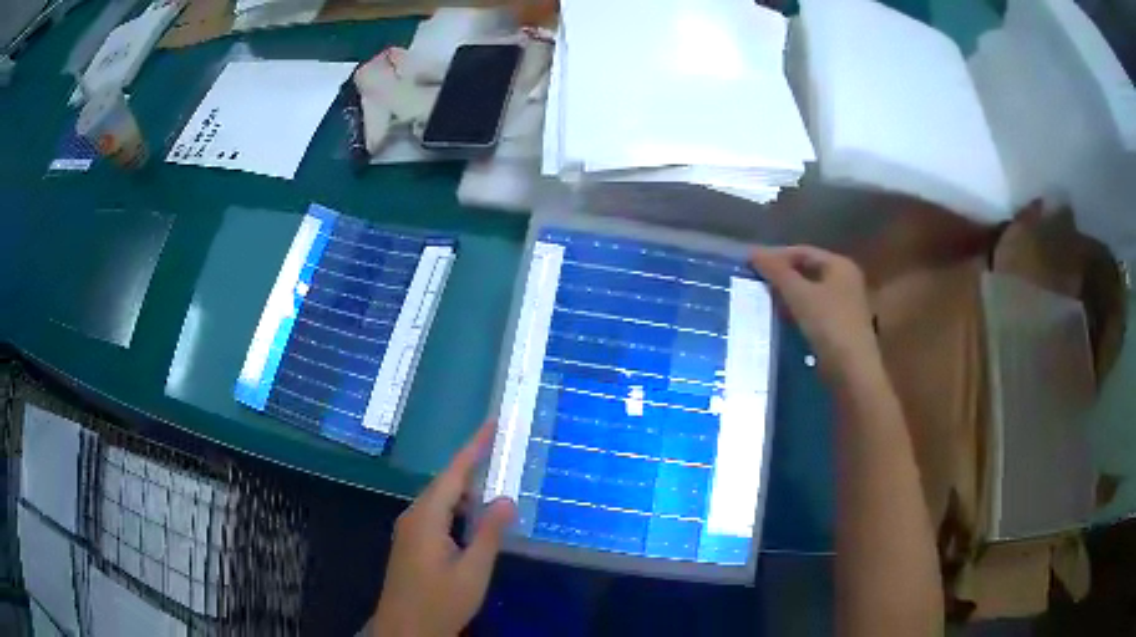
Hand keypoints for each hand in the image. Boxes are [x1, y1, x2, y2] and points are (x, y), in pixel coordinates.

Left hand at [371, 422, 516, 636]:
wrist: (405, 631)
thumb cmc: (440, 603)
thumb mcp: (473, 572)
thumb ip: (489, 534)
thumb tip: (505, 499)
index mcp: (426, 518)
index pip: (453, 474)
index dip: (473, 447)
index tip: (491, 423)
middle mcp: (413, 517)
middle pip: (445, 485)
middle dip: (473, 471)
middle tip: (503, 459)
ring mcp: (409, 531)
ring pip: (441, 502)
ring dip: (467, 496)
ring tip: (495, 493)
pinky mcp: (411, 544)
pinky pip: (436, 517)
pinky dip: (458, 513)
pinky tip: (474, 524)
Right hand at [750, 246, 877, 377]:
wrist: (852, 371)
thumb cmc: (829, 325)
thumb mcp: (799, 295)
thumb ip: (777, 271)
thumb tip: (753, 252)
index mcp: (840, 265)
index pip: (803, 251)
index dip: (776, 255)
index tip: (751, 265)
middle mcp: (846, 281)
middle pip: (808, 271)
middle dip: (782, 276)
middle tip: (755, 282)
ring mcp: (846, 306)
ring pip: (811, 293)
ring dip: (788, 295)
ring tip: (763, 300)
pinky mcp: (842, 328)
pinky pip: (815, 312)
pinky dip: (798, 312)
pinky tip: (782, 321)